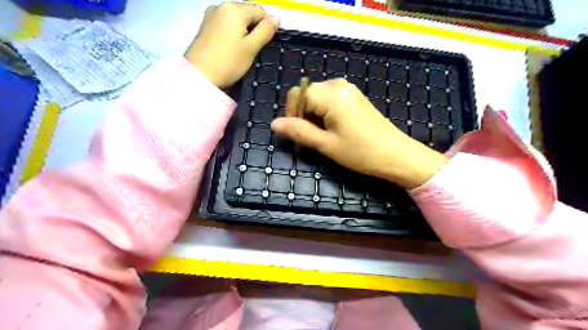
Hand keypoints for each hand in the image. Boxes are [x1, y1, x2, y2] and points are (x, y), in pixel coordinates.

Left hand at [189, 1, 279, 87]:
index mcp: (234, 9)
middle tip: (257, 48)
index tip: (270, 43)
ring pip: (235, 19)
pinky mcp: (205, 27)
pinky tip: (233, 48)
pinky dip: (233, 33)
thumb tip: (276, 18)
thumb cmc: (228, 62)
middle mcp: (221, 6)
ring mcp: (211, 15)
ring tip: (245, 50)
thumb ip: (265, 31)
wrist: (199, 75)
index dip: (268, 25)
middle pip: (246, 12)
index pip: (260, 11)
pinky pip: (225, 25)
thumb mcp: (252, 48)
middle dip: (255, 27)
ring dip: (244, 31)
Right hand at [270, 78, 445, 188]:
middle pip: (307, 93)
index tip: (296, 134)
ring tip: (320, 135)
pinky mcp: (355, 97)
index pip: (297, 94)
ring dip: (312, 114)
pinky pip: (330, 98)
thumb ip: (299, 131)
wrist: (396, 154)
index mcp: (331, 95)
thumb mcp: (326, 145)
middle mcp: (339, 86)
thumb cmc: (360, 152)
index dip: (291, 113)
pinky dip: (324, 112)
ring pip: (318, 96)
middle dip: (302, 114)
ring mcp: (349, 90)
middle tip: (308, 138)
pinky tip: (332, 128)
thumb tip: (274, 124)